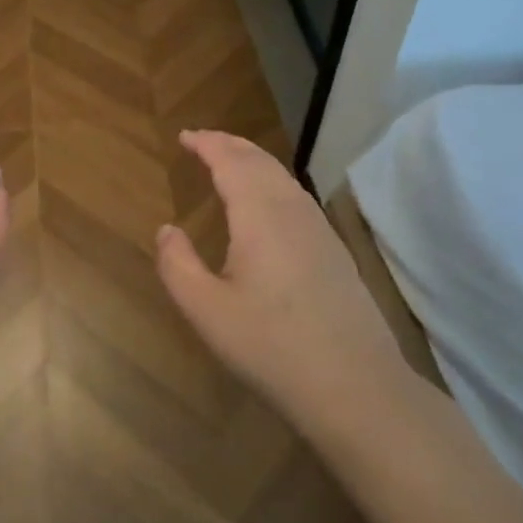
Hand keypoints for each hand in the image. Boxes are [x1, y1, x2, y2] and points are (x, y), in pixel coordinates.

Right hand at [154, 130, 409, 435]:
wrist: (355, 387)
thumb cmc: (271, 347)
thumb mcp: (206, 311)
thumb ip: (177, 264)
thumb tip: (167, 229)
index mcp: (260, 216)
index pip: (231, 161)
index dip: (207, 144)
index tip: (184, 136)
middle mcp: (292, 211)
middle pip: (260, 161)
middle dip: (229, 144)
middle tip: (202, 141)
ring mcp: (320, 230)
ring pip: (282, 177)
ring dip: (252, 161)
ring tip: (229, 162)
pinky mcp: (334, 251)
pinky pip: (296, 196)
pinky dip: (271, 182)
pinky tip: (265, 204)